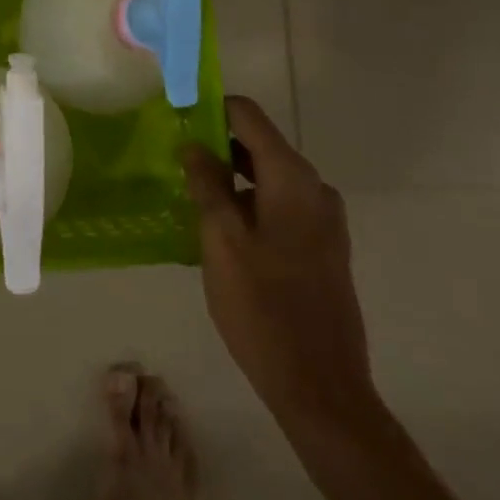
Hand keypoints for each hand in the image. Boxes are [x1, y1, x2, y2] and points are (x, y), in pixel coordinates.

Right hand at [181, 95, 371, 423]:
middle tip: (175, 166)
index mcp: (292, 178)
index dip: (209, 110)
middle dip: (215, 148)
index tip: (175, 122)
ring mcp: (324, 219)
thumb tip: (194, 144)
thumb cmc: (263, 308)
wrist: (321, 389)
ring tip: (191, 201)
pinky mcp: (323, 246)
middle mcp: (314, 188)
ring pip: (267, 177)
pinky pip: (279, 205)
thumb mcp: (221, 239)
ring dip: (230, 180)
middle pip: (258, 144)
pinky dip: (249, 205)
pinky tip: (220, 233)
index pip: (247, 114)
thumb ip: (206, 183)